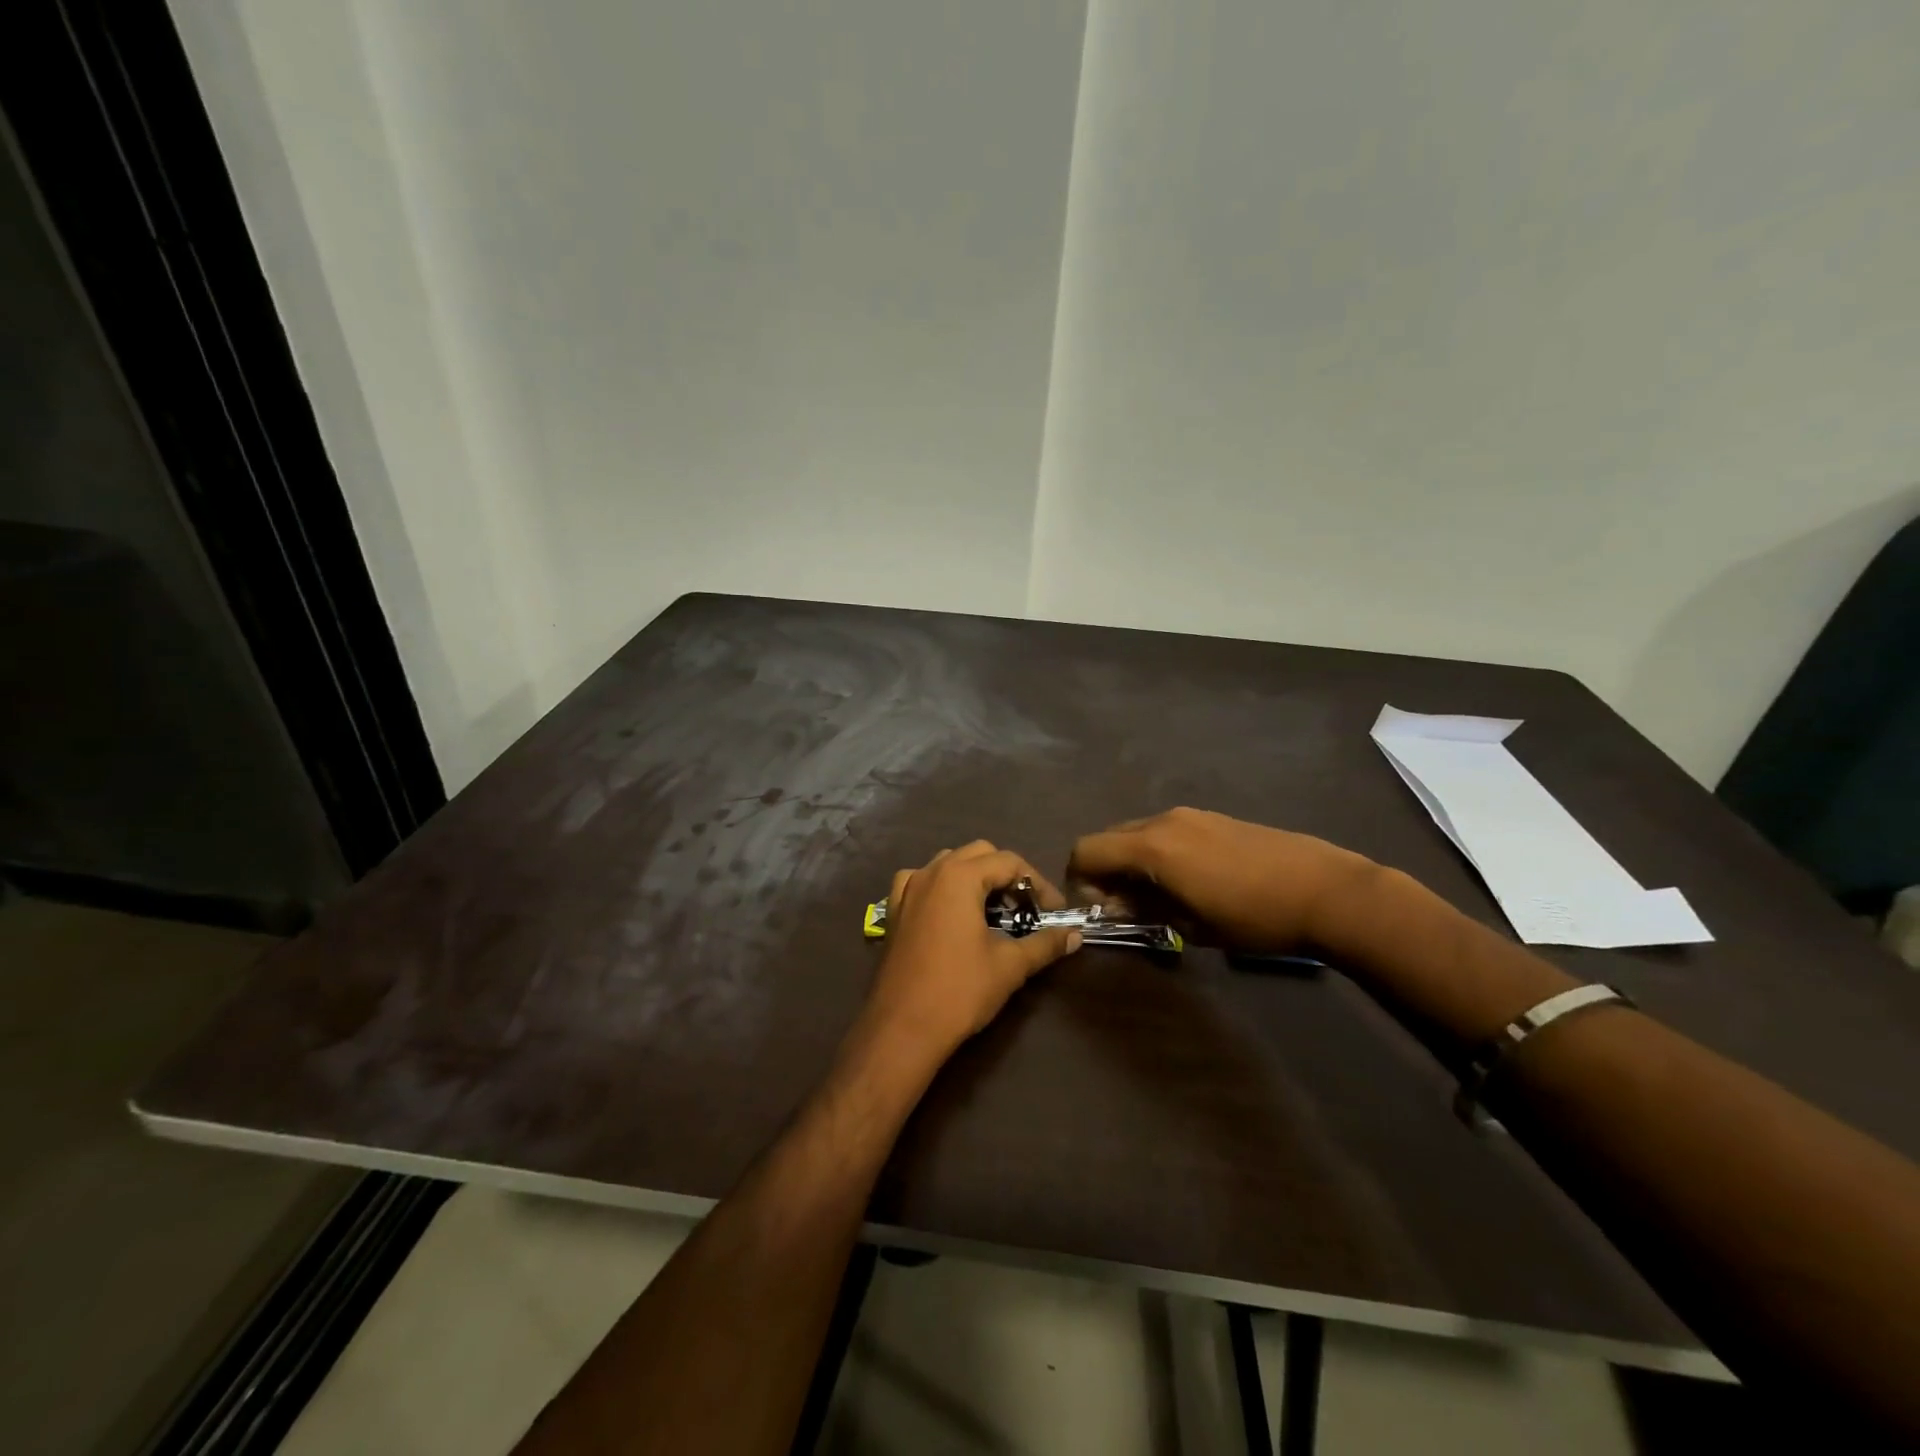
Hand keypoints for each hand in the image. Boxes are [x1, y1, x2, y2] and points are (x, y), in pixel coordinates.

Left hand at [861, 841, 1081, 1062]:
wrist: (903, 1028)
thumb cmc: (960, 991)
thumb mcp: (1010, 965)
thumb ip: (1045, 944)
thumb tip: (1075, 936)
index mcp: (959, 877)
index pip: (1009, 862)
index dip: (1038, 884)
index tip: (1055, 912)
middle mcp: (931, 872)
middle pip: (979, 855)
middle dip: (1008, 875)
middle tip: (1027, 908)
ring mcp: (907, 889)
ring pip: (949, 863)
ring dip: (975, 878)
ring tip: (994, 911)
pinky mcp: (894, 910)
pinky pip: (920, 881)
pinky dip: (941, 887)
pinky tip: (950, 912)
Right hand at [1068, 807, 1374, 952]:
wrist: (1325, 891)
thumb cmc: (1254, 917)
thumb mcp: (1192, 925)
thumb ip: (1145, 909)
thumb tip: (1117, 904)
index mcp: (1151, 847)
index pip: (1086, 850)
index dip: (1078, 879)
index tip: (1096, 909)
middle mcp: (1163, 821)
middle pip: (1109, 837)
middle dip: (1104, 869)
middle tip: (1122, 906)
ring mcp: (1191, 815)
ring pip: (1137, 832)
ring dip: (1131, 861)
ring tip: (1157, 896)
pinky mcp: (1213, 818)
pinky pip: (1166, 831)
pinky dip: (1157, 852)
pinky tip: (1187, 880)